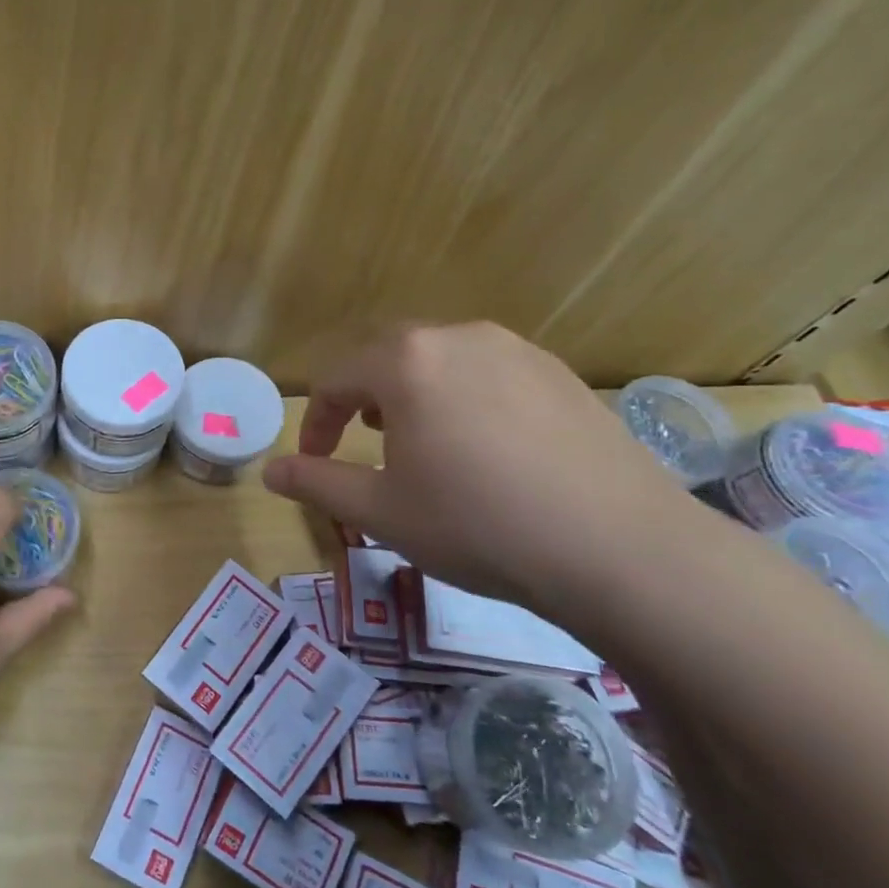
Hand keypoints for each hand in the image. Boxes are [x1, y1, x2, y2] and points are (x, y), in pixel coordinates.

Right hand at [263, 323, 689, 610]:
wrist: (619, 549)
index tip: (314, 463)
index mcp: (406, 362)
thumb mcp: (380, 511)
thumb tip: (269, 471)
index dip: (315, 423)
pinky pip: (490, 374)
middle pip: (388, 359)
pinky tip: (485, 448)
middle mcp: (459, 338)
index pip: (336, 380)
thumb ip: (316, 482)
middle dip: (363, 401)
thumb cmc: (476, 524)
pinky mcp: (561, 374)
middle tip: (363, 447)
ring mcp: (518, 351)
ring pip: (442, 362)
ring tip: (420, 442)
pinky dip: (465, 400)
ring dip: (413, 396)